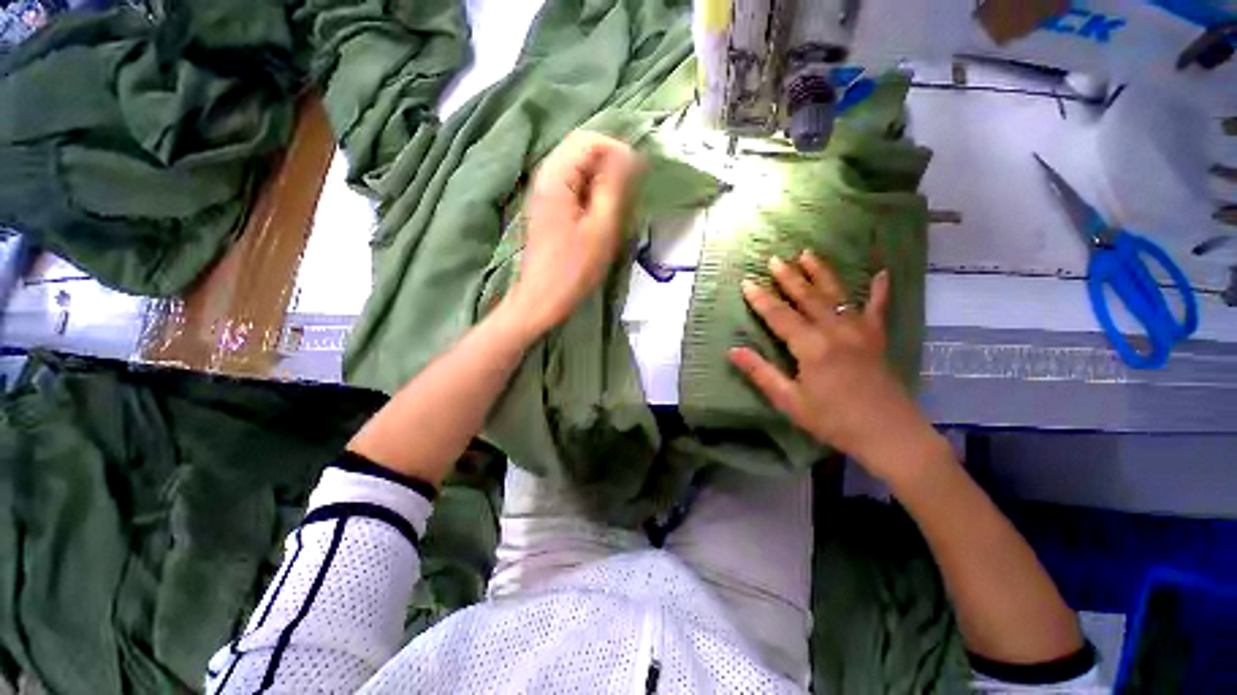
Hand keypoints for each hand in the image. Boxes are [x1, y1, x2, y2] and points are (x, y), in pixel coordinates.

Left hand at [505, 131, 642, 333]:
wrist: (542, 299)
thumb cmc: (573, 268)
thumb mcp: (600, 227)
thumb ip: (613, 186)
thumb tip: (629, 155)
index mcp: (556, 176)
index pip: (590, 140)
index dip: (618, 150)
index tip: (637, 176)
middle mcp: (545, 176)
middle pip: (582, 150)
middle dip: (610, 164)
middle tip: (628, 193)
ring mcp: (544, 193)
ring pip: (578, 169)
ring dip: (602, 180)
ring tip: (617, 206)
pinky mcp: (548, 208)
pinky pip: (573, 187)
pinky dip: (591, 193)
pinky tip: (601, 214)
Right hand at [729, 251, 940, 484]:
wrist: (889, 436)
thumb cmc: (834, 421)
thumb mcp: (790, 401)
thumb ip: (761, 373)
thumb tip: (732, 351)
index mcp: (811, 347)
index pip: (780, 316)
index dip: (761, 299)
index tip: (747, 282)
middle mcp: (835, 331)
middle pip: (808, 297)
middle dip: (789, 277)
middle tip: (775, 258)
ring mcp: (860, 332)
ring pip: (836, 295)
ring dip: (821, 273)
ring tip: (808, 254)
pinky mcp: (877, 339)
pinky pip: (878, 309)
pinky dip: (879, 291)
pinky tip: (881, 273)